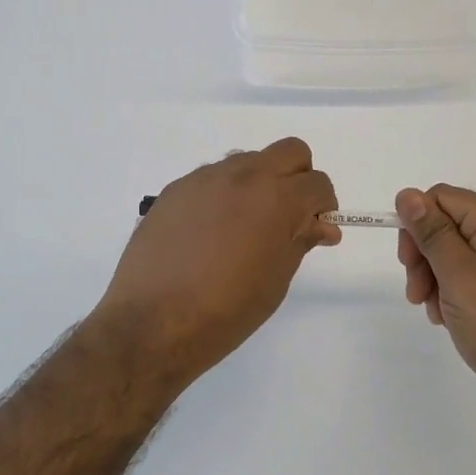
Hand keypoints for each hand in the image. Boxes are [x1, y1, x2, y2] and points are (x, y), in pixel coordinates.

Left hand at [97, 138, 340, 386]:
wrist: (151, 322)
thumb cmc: (225, 311)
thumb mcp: (275, 280)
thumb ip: (300, 241)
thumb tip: (321, 225)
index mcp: (276, 198)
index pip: (318, 183)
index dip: (324, 206)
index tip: (316, 229)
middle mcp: (242, 175)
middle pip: (290, 151)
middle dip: (299, 177)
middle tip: (290, 215)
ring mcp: (205, 178)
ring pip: (249, 160)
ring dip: (260, 182)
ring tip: (246, 226)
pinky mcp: (176, 188)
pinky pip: (213, 177)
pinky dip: (225, 194)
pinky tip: (210, 232)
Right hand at [395, 185, 475, 446]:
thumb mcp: (460, 276)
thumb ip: (432, 233)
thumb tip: (407, 194)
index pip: (443, 198)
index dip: (418, 222)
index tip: (407, 260)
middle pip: (443, 225)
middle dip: (422, 254)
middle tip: (416, 291)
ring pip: (447, 254)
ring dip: (430, 278)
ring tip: (431, 310)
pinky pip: (460, 279)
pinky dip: (445, 294)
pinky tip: (444, 318)